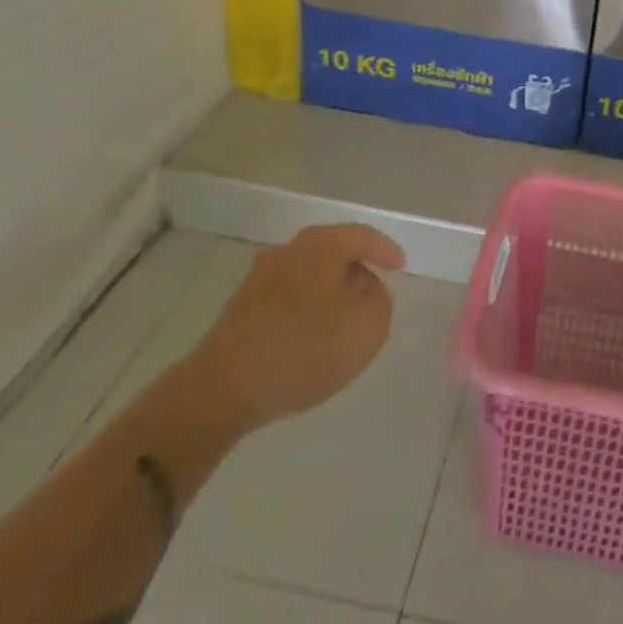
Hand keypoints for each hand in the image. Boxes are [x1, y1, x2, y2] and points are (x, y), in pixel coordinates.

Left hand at [187, 223, 405, 431]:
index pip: (362, 235)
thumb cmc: (303, 350)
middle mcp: (290, 250)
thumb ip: (380, 302)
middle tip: (373, 289)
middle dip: (356, 267)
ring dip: (330, 287)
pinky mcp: (242, 305)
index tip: (401, 268)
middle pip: (333, 248)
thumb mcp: (366, 329)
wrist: (222, 388)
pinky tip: (311, 332)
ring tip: (343, 315)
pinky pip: (288, 292)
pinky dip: (307, 304)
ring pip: (309, 270)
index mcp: (322, 246)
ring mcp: (261, 276)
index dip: (385, 249)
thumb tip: (368, 289)